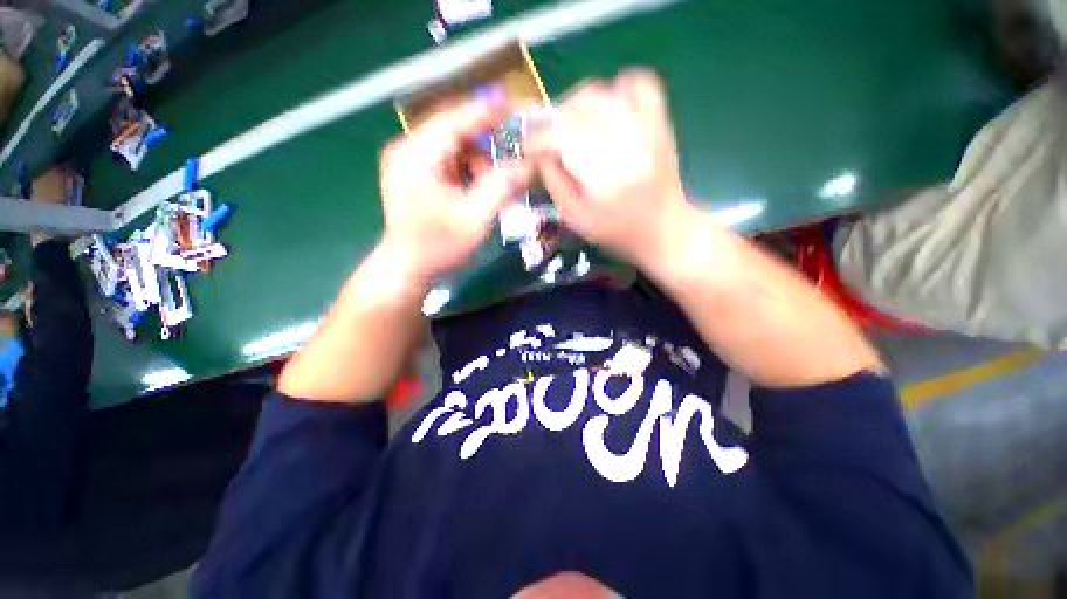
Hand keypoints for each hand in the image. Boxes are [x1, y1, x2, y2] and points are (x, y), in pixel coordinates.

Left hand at [378, 100, 531, 284]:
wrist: (407, 268)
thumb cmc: (438, 247)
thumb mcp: (475, 219)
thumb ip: (501, 188)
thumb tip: (528, 166)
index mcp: (416, 155)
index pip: (454, 120)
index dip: (484, 111)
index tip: (512, 103)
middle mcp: (407, 149)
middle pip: (454, 131)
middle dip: (485, 145)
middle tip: (509, 163)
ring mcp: (408, 161)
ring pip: (452, 146)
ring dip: (476, 162)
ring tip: (490, 188)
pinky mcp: (414, 173)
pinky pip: (447, 160)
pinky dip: (467, 170)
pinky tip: (475, 190)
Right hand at [529, 69, 692, 268]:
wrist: (665, 229)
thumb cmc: (617, 231)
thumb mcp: (576, 218)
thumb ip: (554, 183)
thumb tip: (540, 152)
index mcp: (604, 176)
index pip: (561, 137)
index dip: (537, 138)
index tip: (528, 148)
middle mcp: (626, 143)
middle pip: (578, 108)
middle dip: (553, 120)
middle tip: (547, 138)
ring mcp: (647, 127)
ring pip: (602, 92)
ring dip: (577, 103)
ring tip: (571, 125)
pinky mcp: (660, 121)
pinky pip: (639, 83)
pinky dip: (616, 88)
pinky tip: (607, 107)